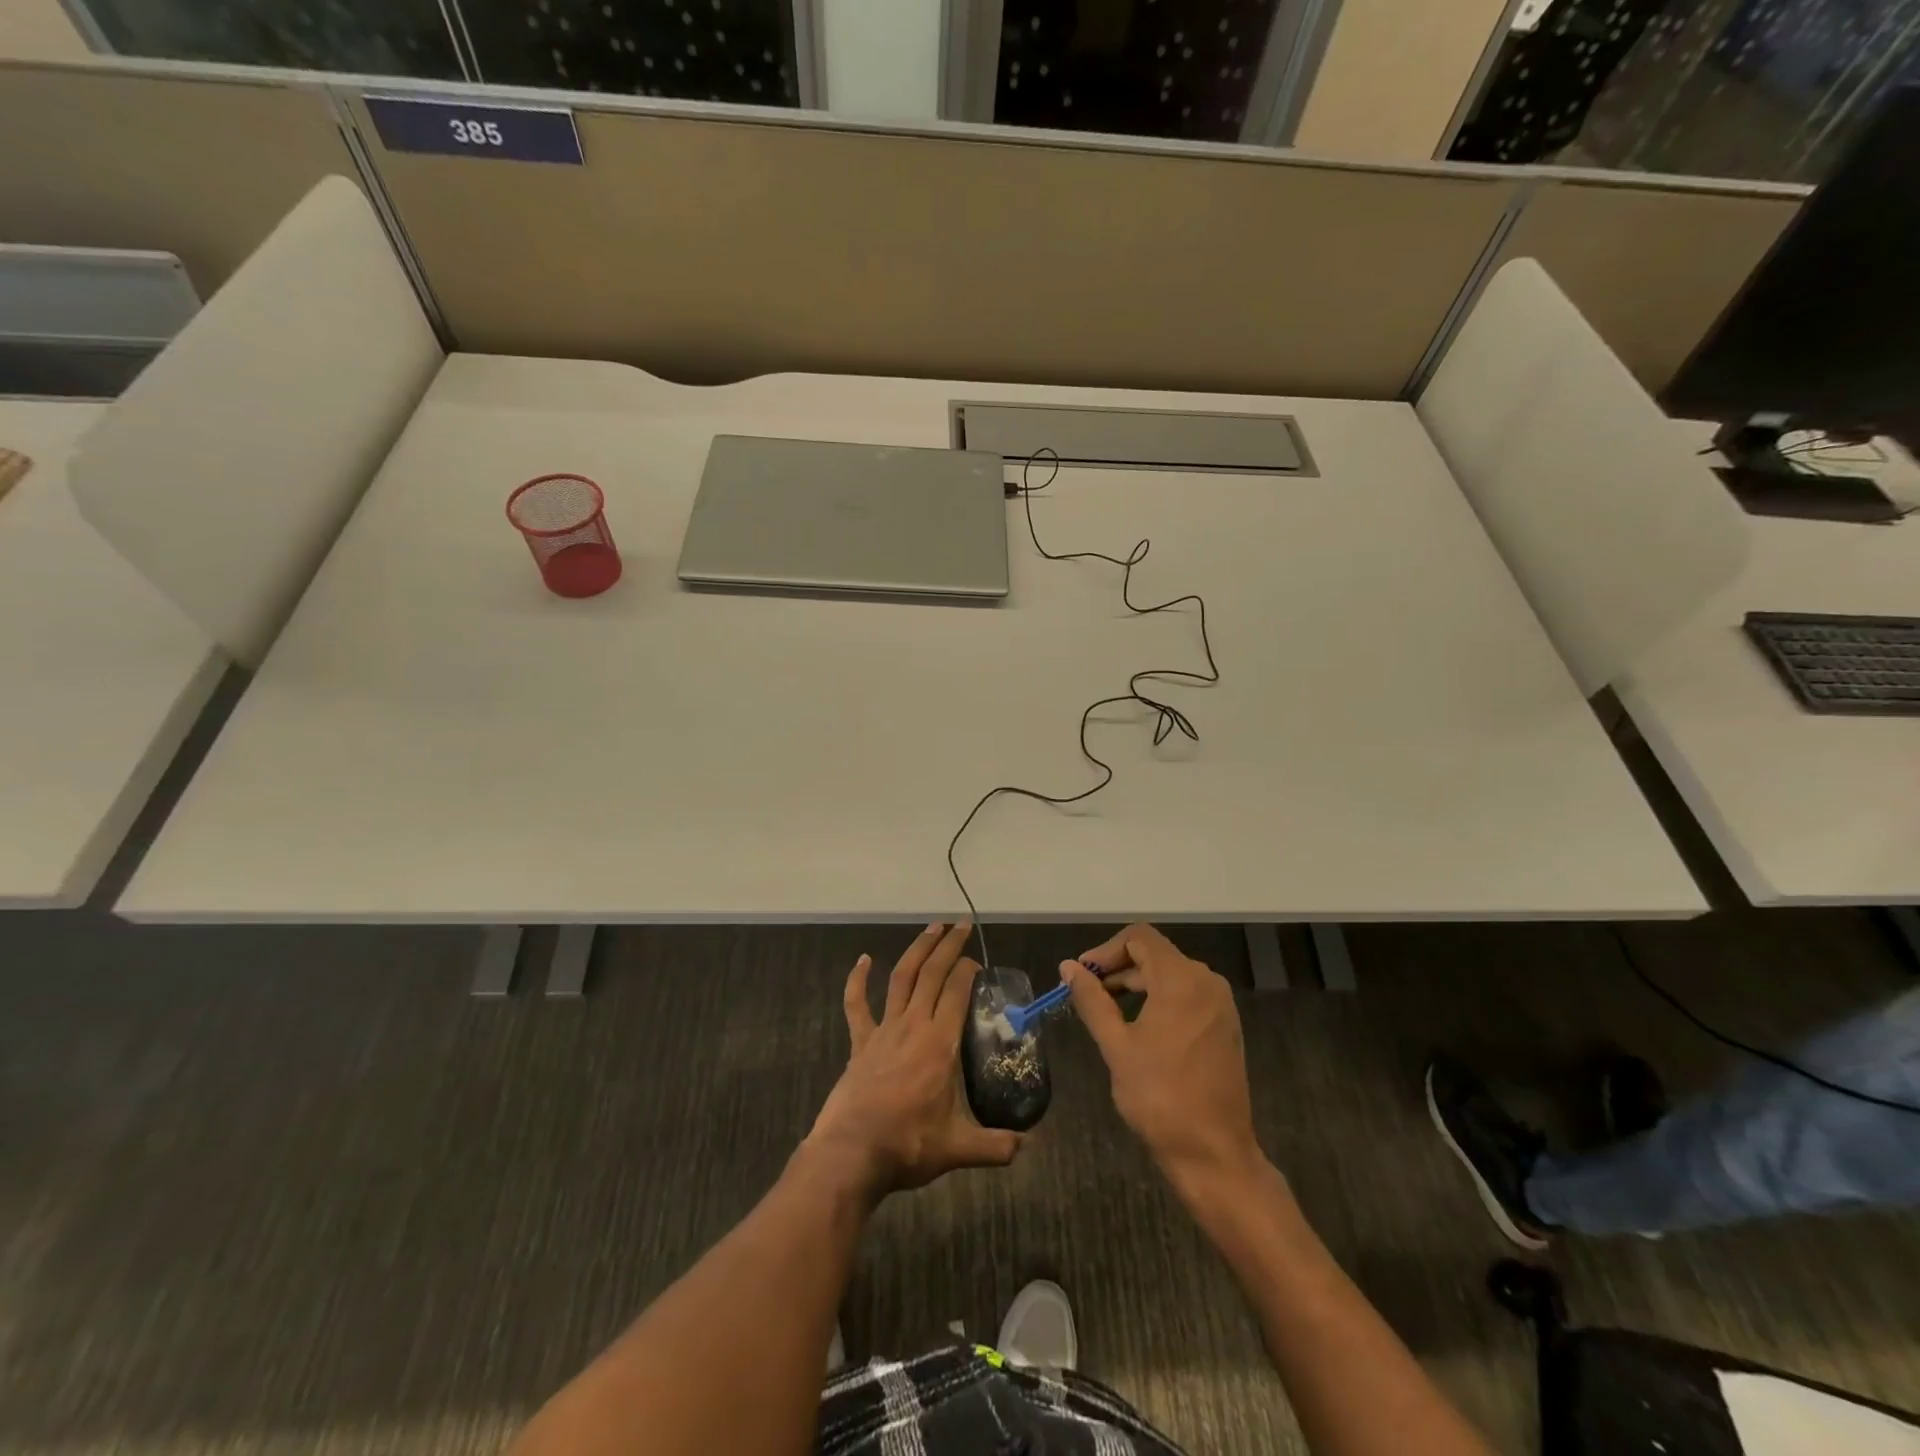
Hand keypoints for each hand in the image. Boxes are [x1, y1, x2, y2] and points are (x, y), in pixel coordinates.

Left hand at [805, 922, 1022, 1200]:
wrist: (850, 1154)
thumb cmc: (907, 1146)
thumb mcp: (958, 1149)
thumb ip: (996, 1146)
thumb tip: (1029, 1145)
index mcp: (940, 1044)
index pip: (957, 992)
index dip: (968, 971)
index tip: (978, 963)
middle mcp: (913, 1026)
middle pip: (932, 974)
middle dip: (948, 946)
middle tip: (961, 925)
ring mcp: (883, 1030)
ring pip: (902, 978)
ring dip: (917, 950)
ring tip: (931, 928)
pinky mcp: (860, 1042)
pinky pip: (857, 1004)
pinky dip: (858, 979)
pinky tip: (864, 959)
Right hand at [1064, 923, 1262, 1193]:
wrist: (1214, 1153)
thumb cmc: (1160, 1097)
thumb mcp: (1116, 1045)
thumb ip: (1092, 999)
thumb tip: (1068, 967)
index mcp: (1182, 980)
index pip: (1139, 938)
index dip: (1105, 950)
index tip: (1082, 974)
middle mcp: (1207, 982)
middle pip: (1155, 955)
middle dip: (1118, 968)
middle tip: (1086, 993)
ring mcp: (1220, 1005)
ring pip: (1170, 975)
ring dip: (1136, 984)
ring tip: (1106, 1010)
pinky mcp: (1225, 1026)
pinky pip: (1187, 995)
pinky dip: (1158, 999)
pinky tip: (1138, 1026)